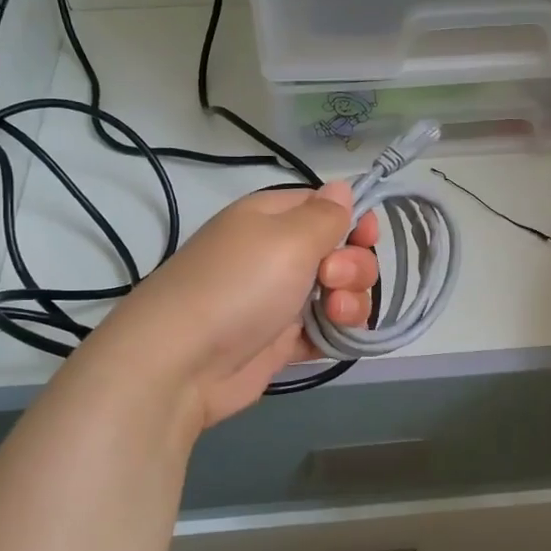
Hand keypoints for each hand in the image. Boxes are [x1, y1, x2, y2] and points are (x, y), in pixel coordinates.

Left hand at [87, 181, 379, 429]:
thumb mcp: (289, 237)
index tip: (368, 236)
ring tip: (336, 315)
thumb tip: (342, 187)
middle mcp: (277, 255)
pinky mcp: (281, 341)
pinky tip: (337, 338)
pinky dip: (336, 333)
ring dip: (350, 302)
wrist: (182, 362)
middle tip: (332, 280)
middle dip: (353, 265)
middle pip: (339, 252)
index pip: (326, 207)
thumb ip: (325, 215)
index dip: (353, 220)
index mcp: (272, 218)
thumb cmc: (240, 286)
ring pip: (337, 293)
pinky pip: (324, 330)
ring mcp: (279, 300)